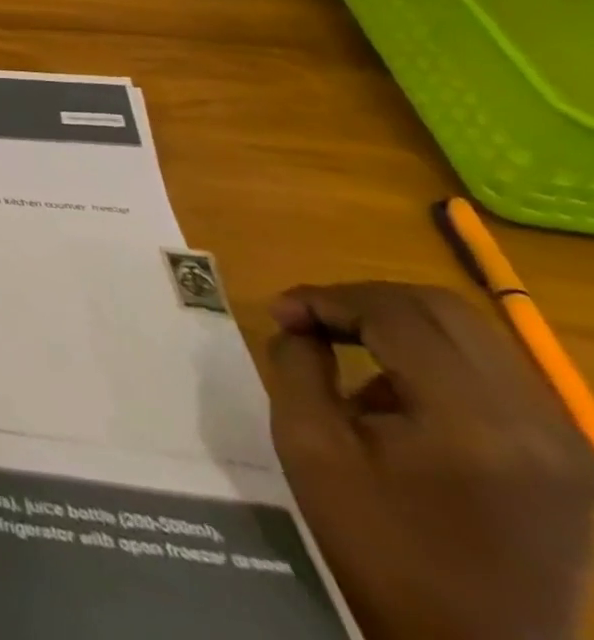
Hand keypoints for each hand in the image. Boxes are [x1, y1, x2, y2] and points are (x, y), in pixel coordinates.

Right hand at [267, 281, 593, 639]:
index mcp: (475, 424)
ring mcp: (564, 443)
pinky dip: (430, 358)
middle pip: (444, 310)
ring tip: (342, 346)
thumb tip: (299, 325)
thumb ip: (298, 366)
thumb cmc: (379, 546)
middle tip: (309, 318)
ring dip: (396, 324)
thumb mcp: (310, 446)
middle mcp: (537, 424)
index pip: (396, 314)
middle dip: (363, 300)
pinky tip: (390, 394)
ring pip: (471, 335)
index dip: (326, 298)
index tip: (279, 312)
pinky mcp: (566, 458)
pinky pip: (492, 373)